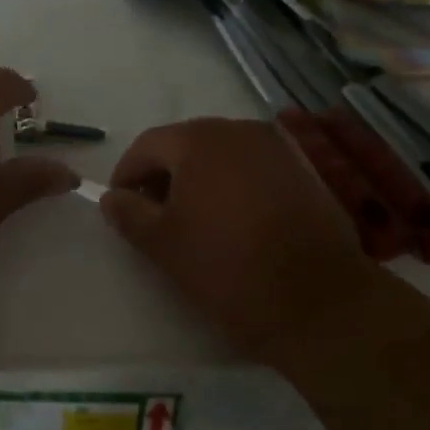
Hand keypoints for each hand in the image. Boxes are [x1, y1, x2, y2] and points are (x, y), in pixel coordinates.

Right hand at [99, 117, 372, 362]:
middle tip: (155, 215)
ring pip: (222, 155)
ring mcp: (277, 148)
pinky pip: (254, 168)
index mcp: (198, 140)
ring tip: (196, 220)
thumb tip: (112, 197)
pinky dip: (236, 185)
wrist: (317, 300)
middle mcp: (239, 130)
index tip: (121, 206)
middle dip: (164, 175)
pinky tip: (236, 220)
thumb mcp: (162, 244)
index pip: (147, 145)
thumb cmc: (226, 267)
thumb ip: (129, 213)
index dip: (126, 174)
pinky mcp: (305, 170)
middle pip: (186, 144)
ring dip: (201, 179)